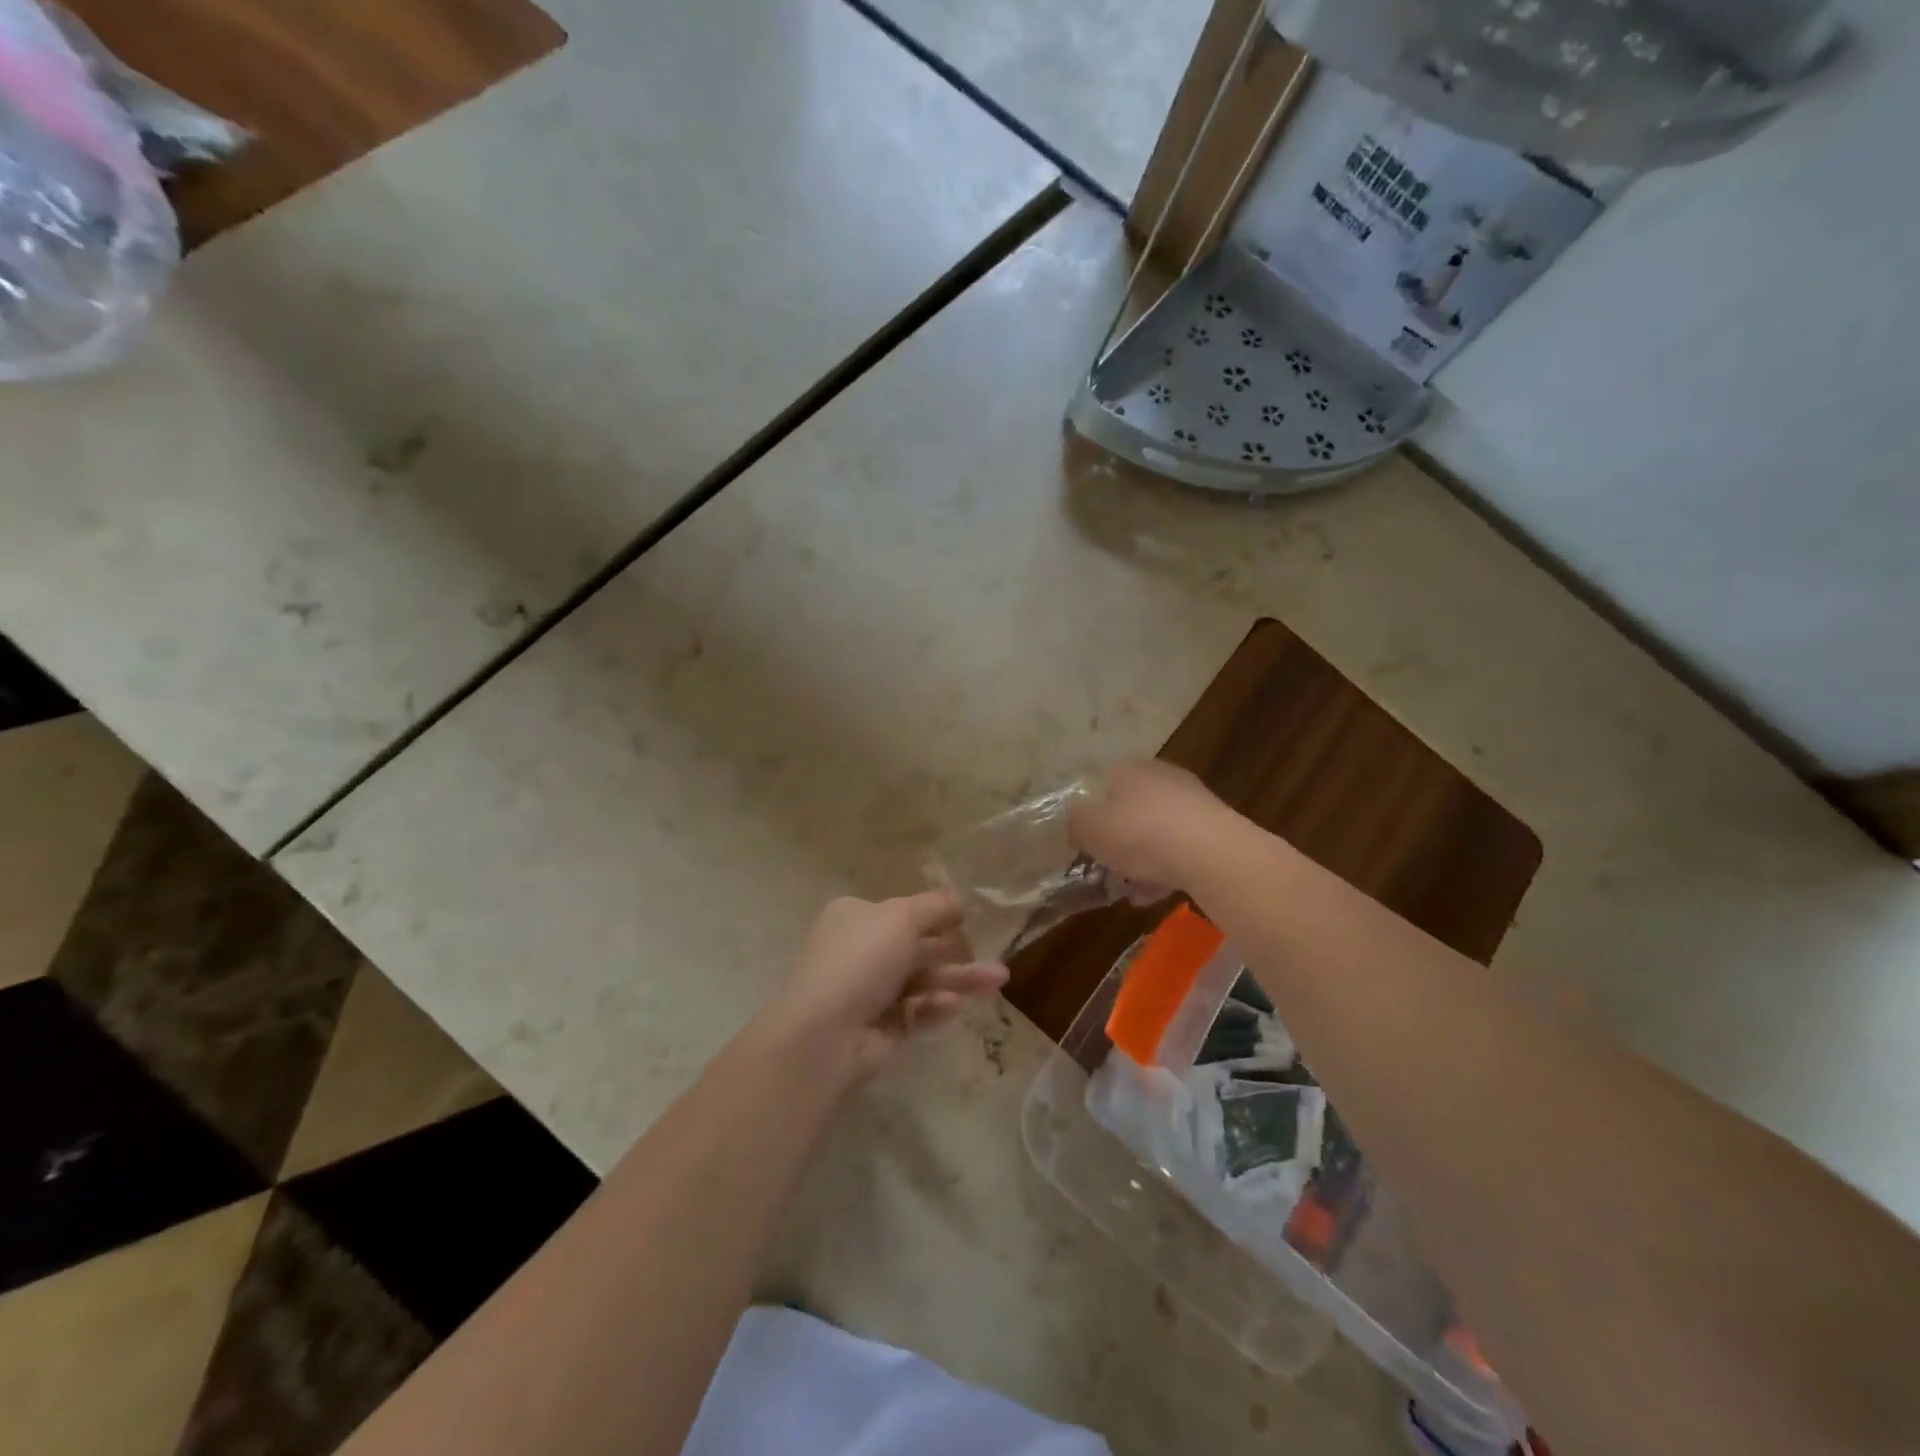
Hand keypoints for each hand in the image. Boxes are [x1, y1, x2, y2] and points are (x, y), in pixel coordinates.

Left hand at [770, 893, 1008, 1079]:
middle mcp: (858, 951)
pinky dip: (935, 1007)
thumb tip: (956, 902)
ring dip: (958, 979)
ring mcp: (867, 992)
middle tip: (993, 955)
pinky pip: (914, 1012)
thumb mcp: (901, 918)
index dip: (933, 915)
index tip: (965, 920)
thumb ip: (933, 906)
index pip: (899, 912)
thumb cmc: (862, 959)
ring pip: (921, 981)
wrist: (827, 1032)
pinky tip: (956, 1005)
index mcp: (854, 917)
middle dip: (954, 951)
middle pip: (915, 948)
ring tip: (997, 981)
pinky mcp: (879, 1029)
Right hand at [1069, 760, 1233, 896]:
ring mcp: (1192, 802)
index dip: (1091, 815)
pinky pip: (1180, 850)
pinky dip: (1166, 870)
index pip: (1102, 785)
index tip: (1085, 843)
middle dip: (1118, 841)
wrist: (1213, 855)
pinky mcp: (1215, 829)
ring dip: (1142, 861)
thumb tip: (1076, 824)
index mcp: (1129, 769)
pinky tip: (1155, 895)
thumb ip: (1075, 825)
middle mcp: (1162, 777)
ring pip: (1156, 833)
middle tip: (1107, 868)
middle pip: (1130, 810)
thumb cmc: (1141, 834)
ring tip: (1131, 891)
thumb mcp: (1090, 830)